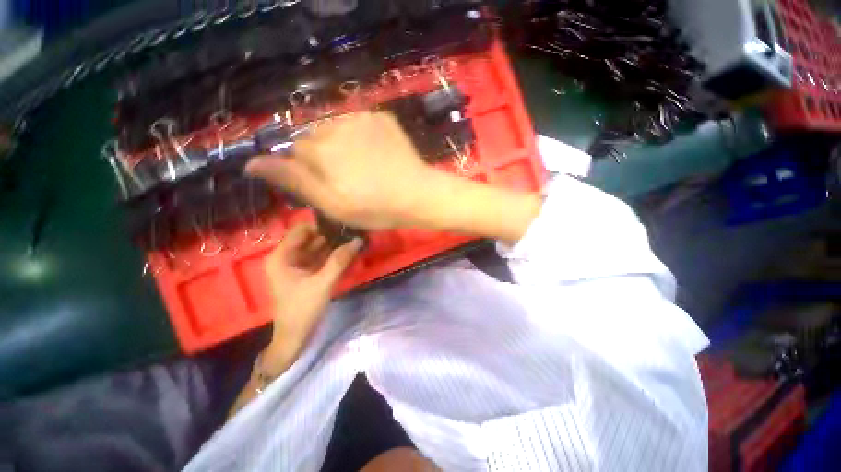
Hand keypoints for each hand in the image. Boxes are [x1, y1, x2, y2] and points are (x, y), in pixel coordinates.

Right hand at [246, 112, 435, 229]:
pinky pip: (358, 122)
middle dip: (324, 156)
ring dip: (341, 143)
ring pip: (334, 128)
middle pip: (314, 137)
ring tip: (363, 165)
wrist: (418, 195)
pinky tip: (376, 153)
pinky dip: (360, 135)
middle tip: (349, 177)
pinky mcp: (380, 117)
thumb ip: (294, 181)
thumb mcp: (332, 205)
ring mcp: (361, 118)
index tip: (331, 186)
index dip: (311, 171)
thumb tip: (252, 162)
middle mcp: (335, 126)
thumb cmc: (376, 208)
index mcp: (321, 151)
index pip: (296, 151)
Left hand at [262, 224, 362, 373]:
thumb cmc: (302, 309)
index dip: (321, 225)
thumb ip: (340, 260)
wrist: (295, 337)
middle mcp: (287, 256)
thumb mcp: (322, 283)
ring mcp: (297, 265)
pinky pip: (320, 258)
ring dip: (334, 245)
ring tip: (353, 239)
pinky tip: (348, 252)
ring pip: (317, 248)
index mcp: (281, 256)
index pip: (301, 230)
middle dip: (331, 235)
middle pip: (311, 238)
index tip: (343, 224)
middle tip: (353, 232)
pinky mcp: (306, 273)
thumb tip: (358, 240)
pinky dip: (333, 256)